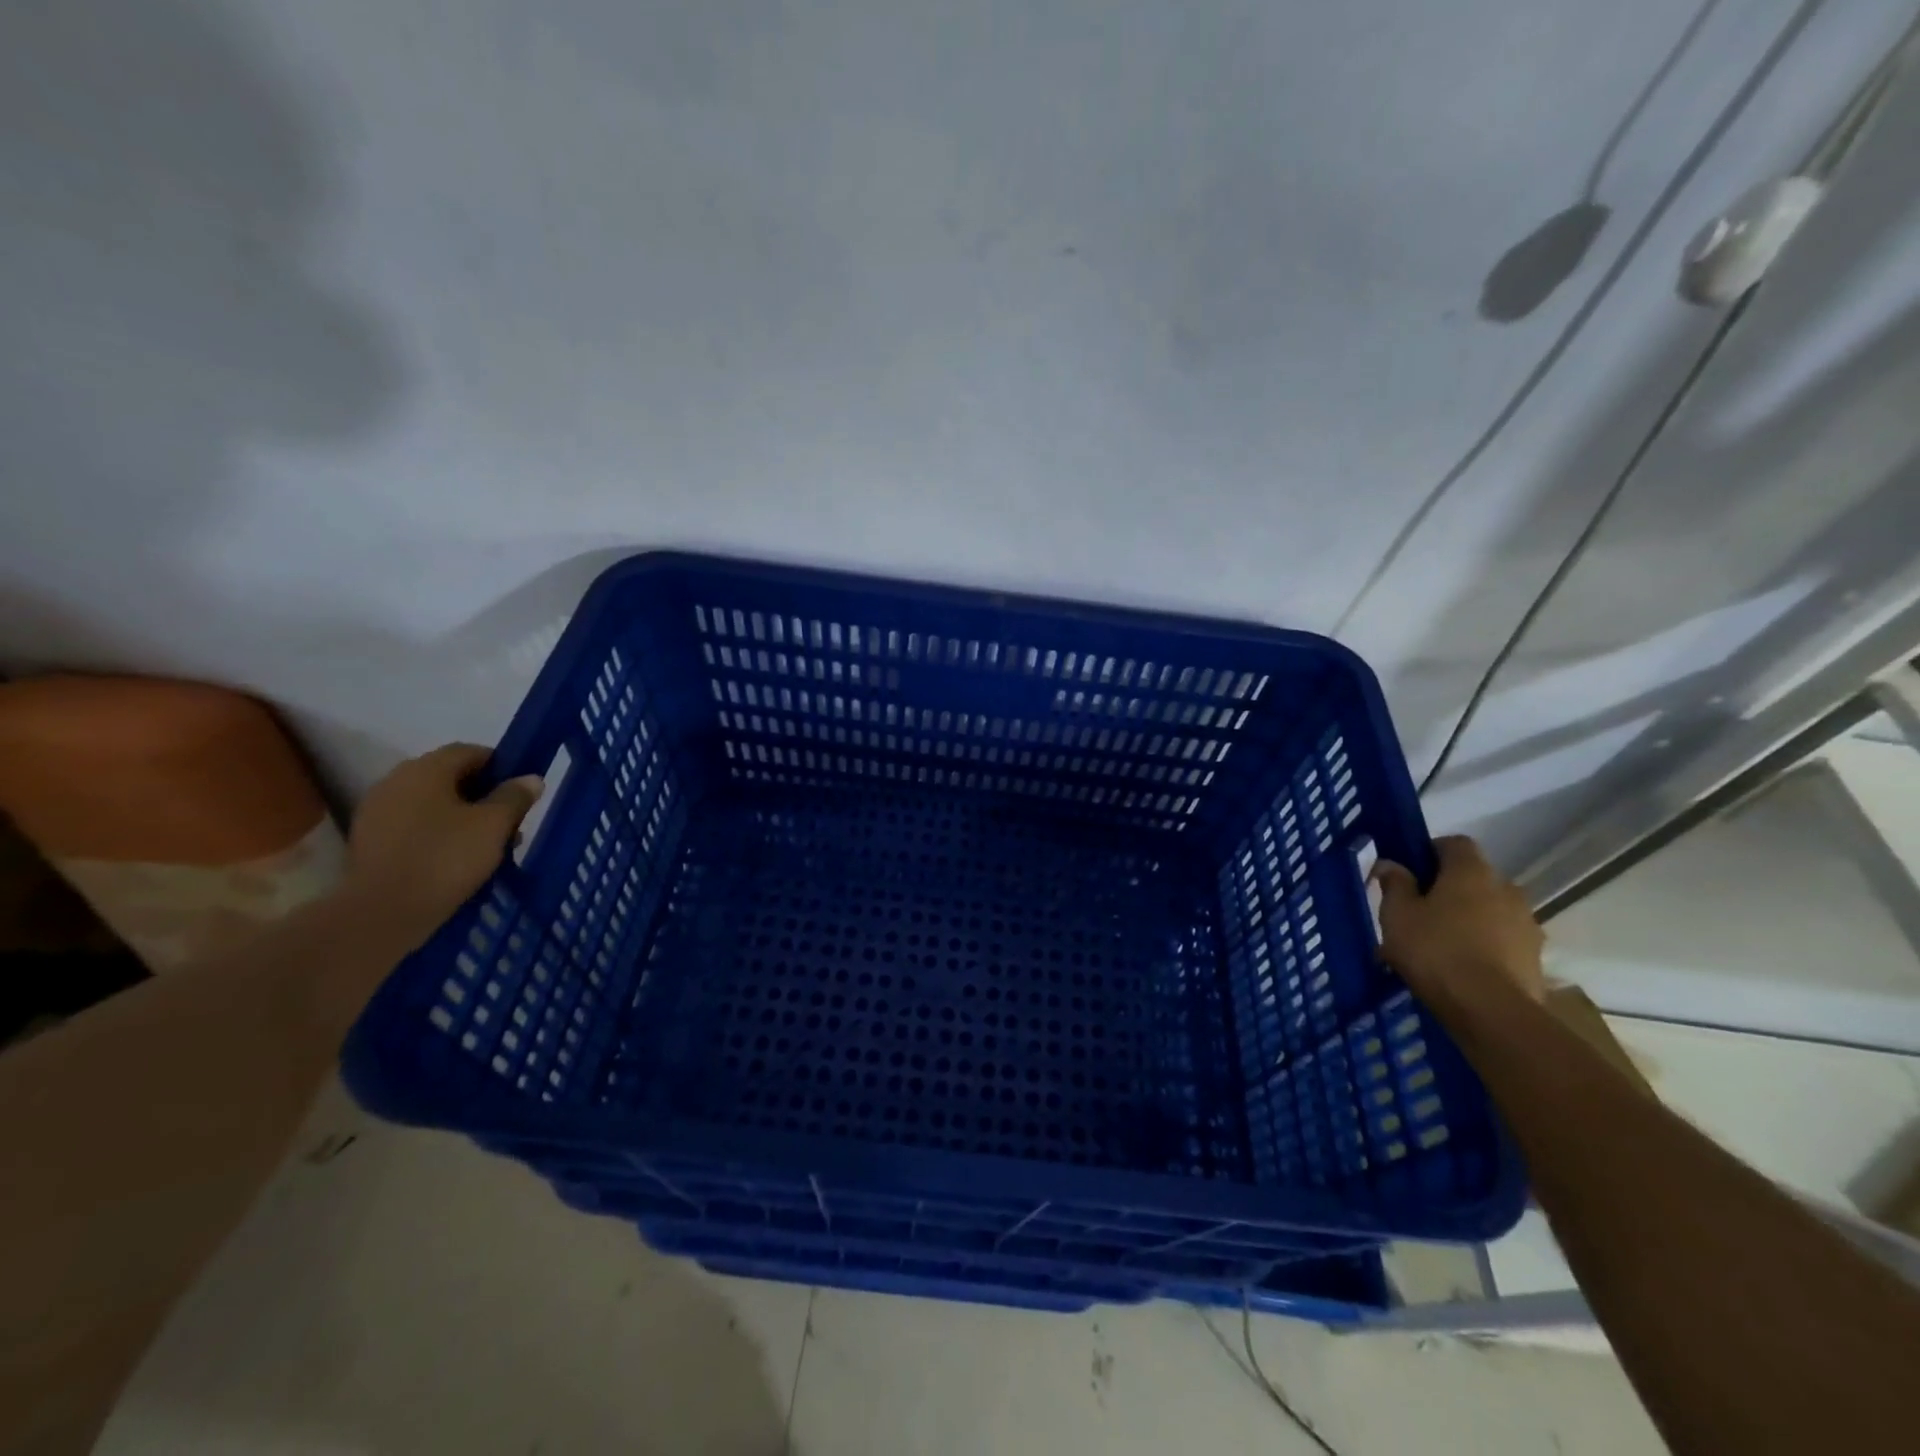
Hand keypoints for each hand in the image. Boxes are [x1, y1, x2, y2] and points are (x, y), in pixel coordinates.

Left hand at [338, 744, 543, 955]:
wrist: (382, 912)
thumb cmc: (445, 858)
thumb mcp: (494, 825)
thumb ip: (514, 797)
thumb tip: (530, 779)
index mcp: (426, 769)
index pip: (470, 752)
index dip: (500, 766)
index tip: (520, 791)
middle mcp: (396, 781)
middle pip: (449, 777)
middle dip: (482, 795)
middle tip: (508, 822)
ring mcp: (376, 811)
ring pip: (431, 803)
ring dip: (461, 816)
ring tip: (486, 846)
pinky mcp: (369, 840)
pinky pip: (413, 825)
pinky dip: (437, 833)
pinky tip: (455, 859)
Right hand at [1373, 836, 1544, 1008]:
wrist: (1491, 1011)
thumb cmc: (1436, 950)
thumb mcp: (1397, 914)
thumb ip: (1395, 884)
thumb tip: (1392, 865)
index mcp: (1472, 871)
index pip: (1454, 843)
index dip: (1430, 851)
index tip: (1409, 872)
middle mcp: (1506, 889)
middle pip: (1473, 878)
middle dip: (1447, 890)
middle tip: (1418, 913)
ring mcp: (1526, 924)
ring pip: (1488, 910)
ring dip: (1467, 919)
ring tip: (1438, 947)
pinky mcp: (1535, 957)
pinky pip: (1501, 940)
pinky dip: (1483, 946)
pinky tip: (1459, 969)